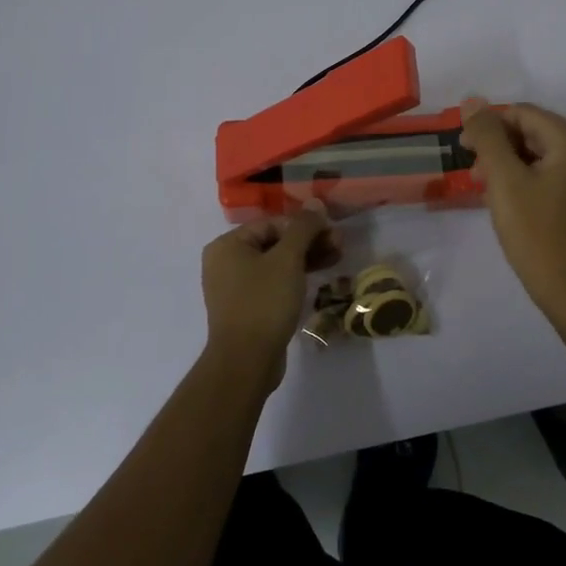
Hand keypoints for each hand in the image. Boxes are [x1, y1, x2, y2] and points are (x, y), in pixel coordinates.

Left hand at [199, 201, 339, 391]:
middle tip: (339, 246)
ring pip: (276, 265)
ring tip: (336, 260)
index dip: (305, 225)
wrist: (246, 361)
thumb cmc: (264, 302)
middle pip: (274, 243)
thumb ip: (303, 228)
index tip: (333, 232)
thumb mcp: (287, 260)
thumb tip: (315, 203)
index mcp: (227, 245)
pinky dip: (294, 279)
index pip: (272, 223)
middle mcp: (225, 262)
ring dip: (306, 260)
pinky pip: (272, 284)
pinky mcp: (246, 309)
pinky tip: (318, 280)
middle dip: (309, 243)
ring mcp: (234, 288)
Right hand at [460, 100, 565, 316]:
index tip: (462, 148)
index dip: (489, 125)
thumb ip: (488, 137)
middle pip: (534, 131)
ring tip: (484, 188)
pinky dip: (524, 178)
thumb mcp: (505, 181)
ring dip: (508, 163)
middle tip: (472, 172)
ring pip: (539, 153)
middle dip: (499, 145)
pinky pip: (550, 173)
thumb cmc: (538, 235)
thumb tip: (472, 101)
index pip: (524, 114)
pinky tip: (505, 199)